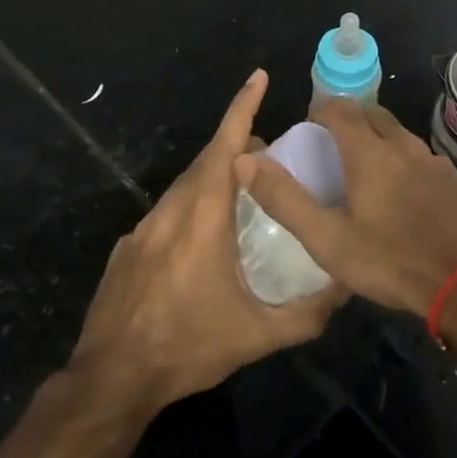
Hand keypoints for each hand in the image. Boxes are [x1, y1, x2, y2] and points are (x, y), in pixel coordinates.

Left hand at [69, 70, 342, 413]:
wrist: (111, 380)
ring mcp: (142, 228)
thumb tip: (345, 288)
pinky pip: (166, 212)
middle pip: (207, 162)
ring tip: (243, 197)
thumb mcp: (256, 336)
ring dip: (214, 179)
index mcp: (202, 218)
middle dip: (238, 148)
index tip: (258, 78)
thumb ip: (307, 313)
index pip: (225, 147)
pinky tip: (202, 243)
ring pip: (184, 187)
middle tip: (270, 158)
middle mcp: (170, 211)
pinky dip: (191, 207)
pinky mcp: (127, 248)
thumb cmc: (187, 348)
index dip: (242, 108)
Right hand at [234, 99, 456, 317]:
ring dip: (386, 143)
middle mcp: (407, 148)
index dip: (324, 109)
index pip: (342, 110)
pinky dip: (415, 169)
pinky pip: (432, 165)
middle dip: (355, 119)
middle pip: (376, 116)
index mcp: (371, 154)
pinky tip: (415, 199)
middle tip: (338, 141)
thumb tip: (246, 161)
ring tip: (374, 170)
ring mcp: (440, 164)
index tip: (312, 121)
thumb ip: (286, 200)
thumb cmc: (393, 262)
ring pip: (406, 140)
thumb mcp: (329, 240)